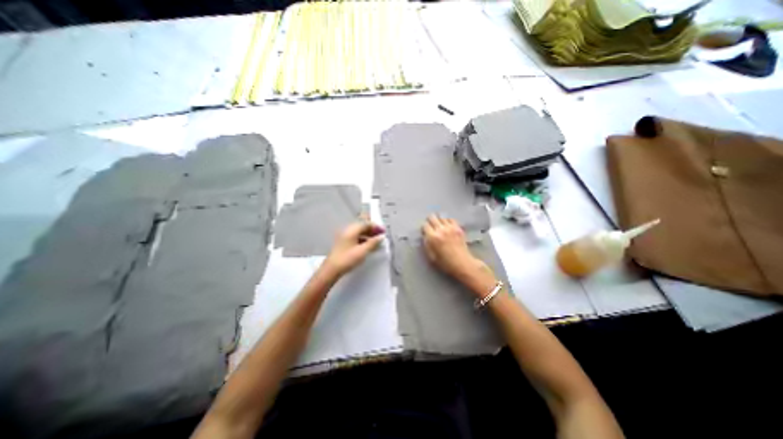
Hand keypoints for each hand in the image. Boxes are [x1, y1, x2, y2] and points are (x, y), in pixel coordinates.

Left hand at [323, 222, 386, 275]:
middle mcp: (348, 230)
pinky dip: (363, 239)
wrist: (331, 269)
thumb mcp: (363, 251)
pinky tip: (368, 246)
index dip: (376, 227)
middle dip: (372, 230)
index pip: (366, 223)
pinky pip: (356, 237)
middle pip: (362, 226)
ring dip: (368, 235)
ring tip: (376, 242)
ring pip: (359, 232)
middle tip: (381, 236)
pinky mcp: (343, 242)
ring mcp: (345, 236)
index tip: (383, 232)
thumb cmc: (348, 259)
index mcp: (352, 230)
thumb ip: (373, 243)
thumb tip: (381, 237)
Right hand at [423, 215, 493, 296]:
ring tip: (440, 226)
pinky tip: (447, 226)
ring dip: (439, 221)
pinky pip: (451, 219)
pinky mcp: (458, 228)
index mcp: (433, 237)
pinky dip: (447, 221)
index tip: (425, 231)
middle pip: (432, 217)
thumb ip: (426, 244)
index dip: (424, 228)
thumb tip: (425, 235)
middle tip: (431, 226)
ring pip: (441, 217)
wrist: (462, 263)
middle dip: (430, 221)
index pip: (425, 225)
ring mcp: (450, 228)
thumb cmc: (445, 262)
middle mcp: (441, 230)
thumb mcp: (431, 256)